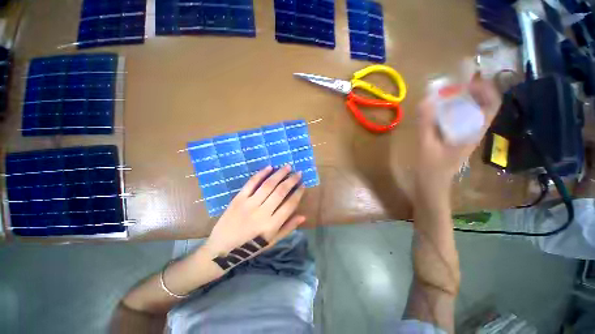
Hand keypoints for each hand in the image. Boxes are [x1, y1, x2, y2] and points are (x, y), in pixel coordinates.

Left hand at [203, 165, 305, 258]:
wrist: (221, 249)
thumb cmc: (250, 247)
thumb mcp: (271, 242)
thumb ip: (288, 228)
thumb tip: (303, 216)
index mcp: (272, 225)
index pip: (290, 204)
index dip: (298, 193)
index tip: (303, 184)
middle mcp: (262, 213)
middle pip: (280, 192)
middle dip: (291, 180)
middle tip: (298, 172)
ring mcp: (249, 204)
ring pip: (268, 185)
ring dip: (279, 174)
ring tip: (287, 166)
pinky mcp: (238, 199)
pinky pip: (251, 183)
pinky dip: (261, 174)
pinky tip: (269, 167)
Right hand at [415, 74, 500, 194]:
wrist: (433, 186)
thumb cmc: (431, 169)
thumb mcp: (427, 146)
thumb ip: (427, 124)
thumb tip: (427, 100)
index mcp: (473, 133)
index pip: (492, 104)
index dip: (484, 89)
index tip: (465, 82)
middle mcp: (474, 131)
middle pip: (483, 104)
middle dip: (472, 91)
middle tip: (452, 86)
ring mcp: (466, 135)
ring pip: (472, 111)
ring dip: (462, 99)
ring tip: (445, 95)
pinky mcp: (456, 138)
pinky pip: (460, 118)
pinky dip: (452, 110)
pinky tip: (438, 111)